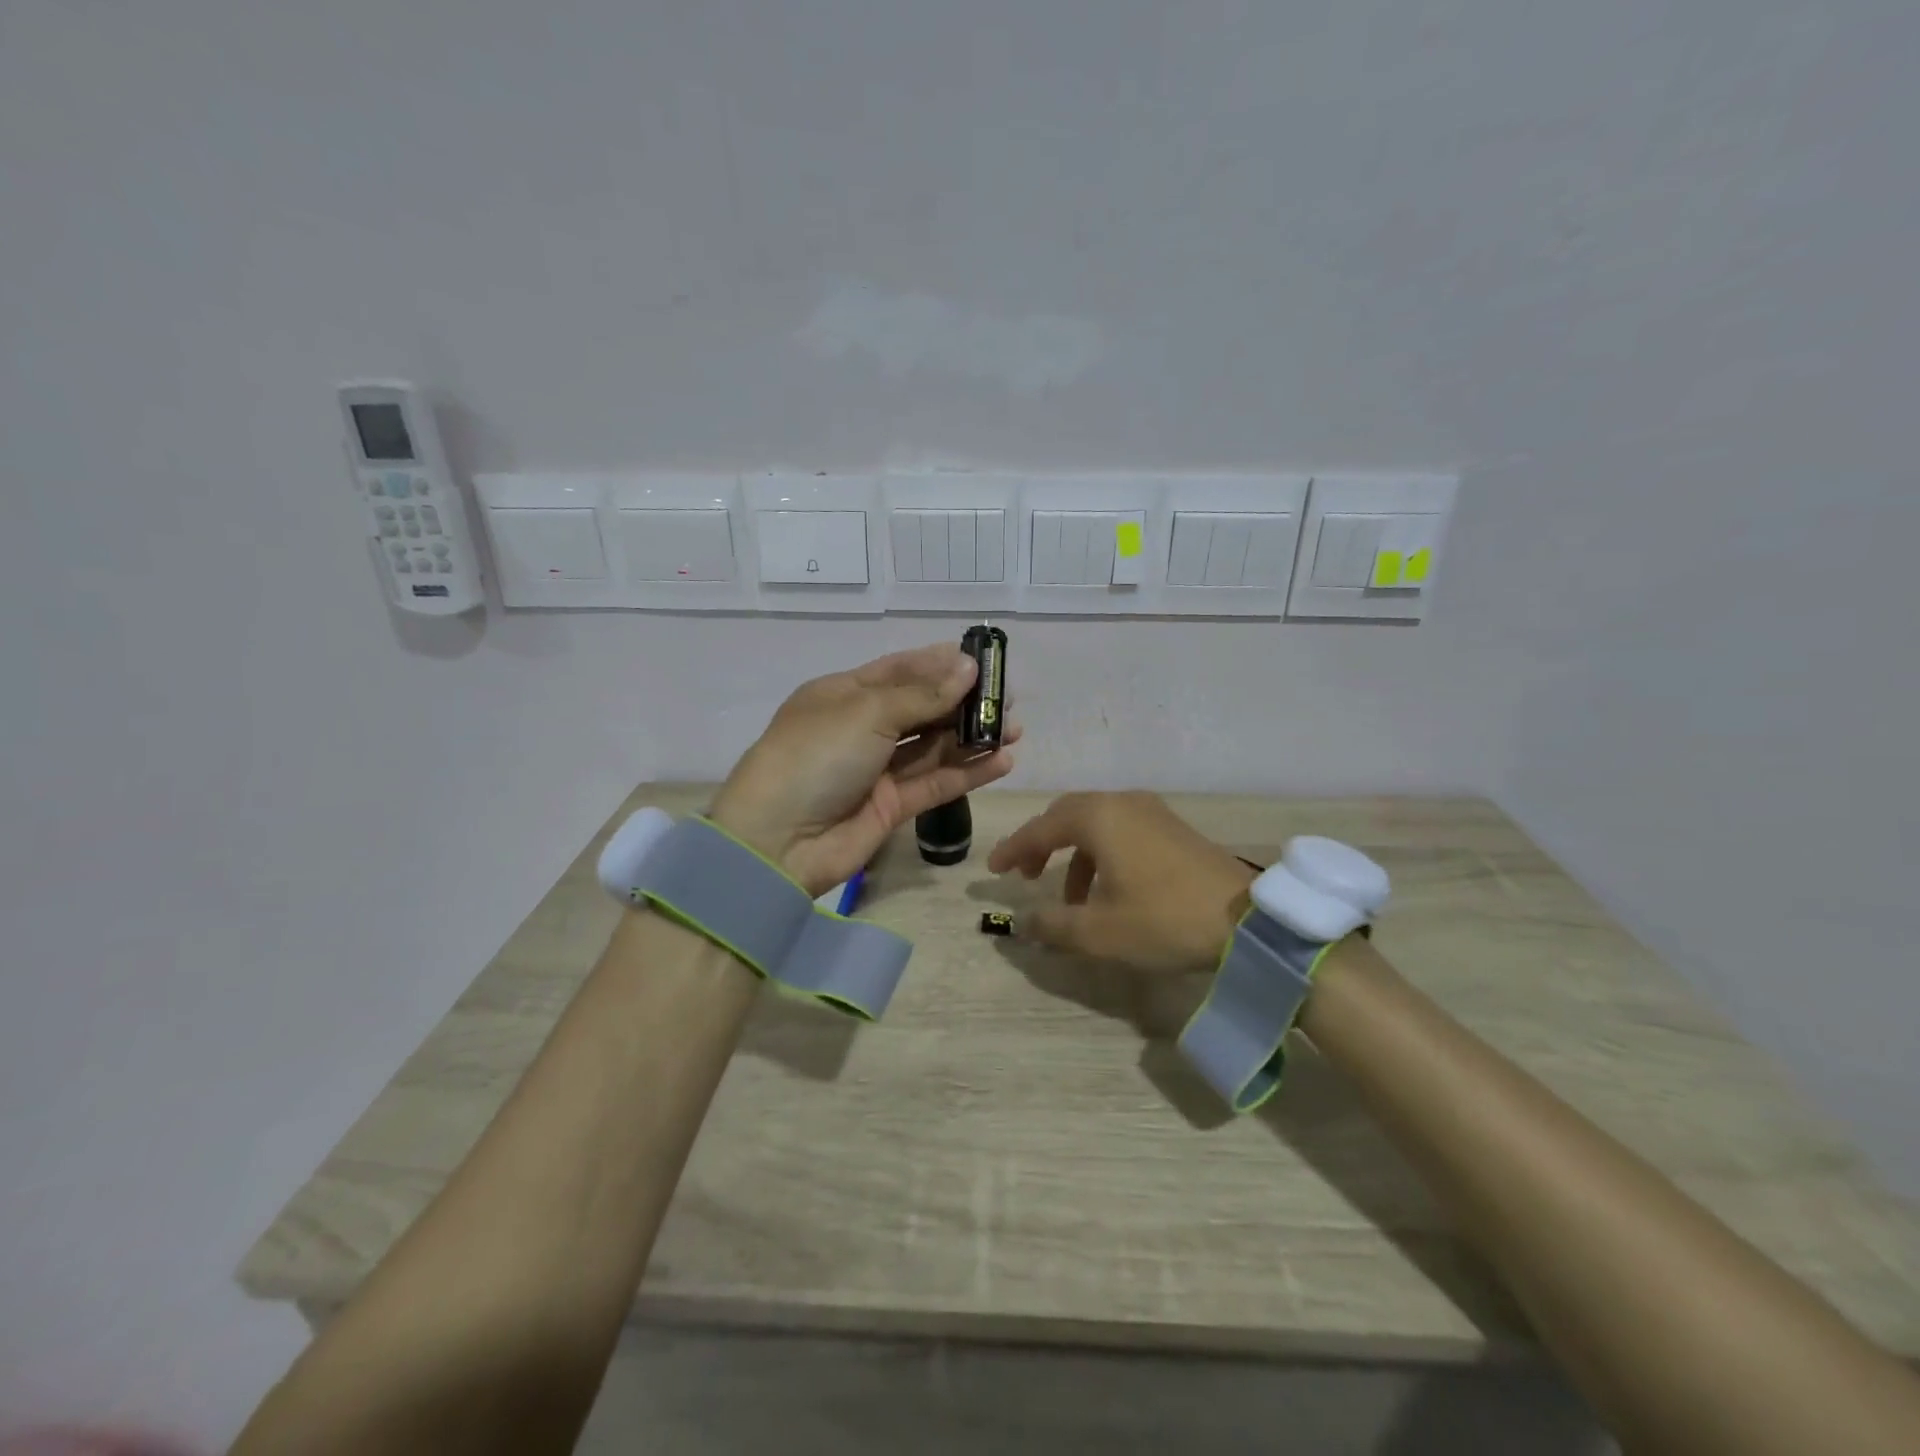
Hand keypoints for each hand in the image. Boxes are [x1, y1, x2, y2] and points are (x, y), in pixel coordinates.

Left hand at [709, 643, 1019, 895]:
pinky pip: (935, 783)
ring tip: (1014, 729)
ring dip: (972, 737)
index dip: (941, 664)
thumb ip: (922, 695)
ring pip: (933, 747)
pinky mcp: (891, 806)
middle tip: (1007, 699)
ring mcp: (877, 769)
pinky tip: (1002, 761)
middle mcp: (862, 727)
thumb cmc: (816, 756)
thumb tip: (968, 667)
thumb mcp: (866, 712)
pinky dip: (968, 772)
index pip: (900, 670)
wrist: (776, 841)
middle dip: (963, 702)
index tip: (983, 662)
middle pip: (922, 708)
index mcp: (845, 694)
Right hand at [986, 792, 1254, 973]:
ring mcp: (1151, 811)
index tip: (992, 871)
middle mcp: (1122, 802)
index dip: (1013, 849)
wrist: (1247, 919)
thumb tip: (1021, 923)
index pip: (1041, 828)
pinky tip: (1107, 889)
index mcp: (1098, 817)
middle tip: (1024, 874)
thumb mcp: (1099, 932)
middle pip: (1067, 815)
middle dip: (1041, 843)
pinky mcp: (1172, 827)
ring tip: (1068, 895)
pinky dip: (1101, 853)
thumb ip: (1052, 925)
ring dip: (1073, 853)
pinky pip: (1121, 829)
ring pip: (1095, 823)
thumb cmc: (1163, 919)